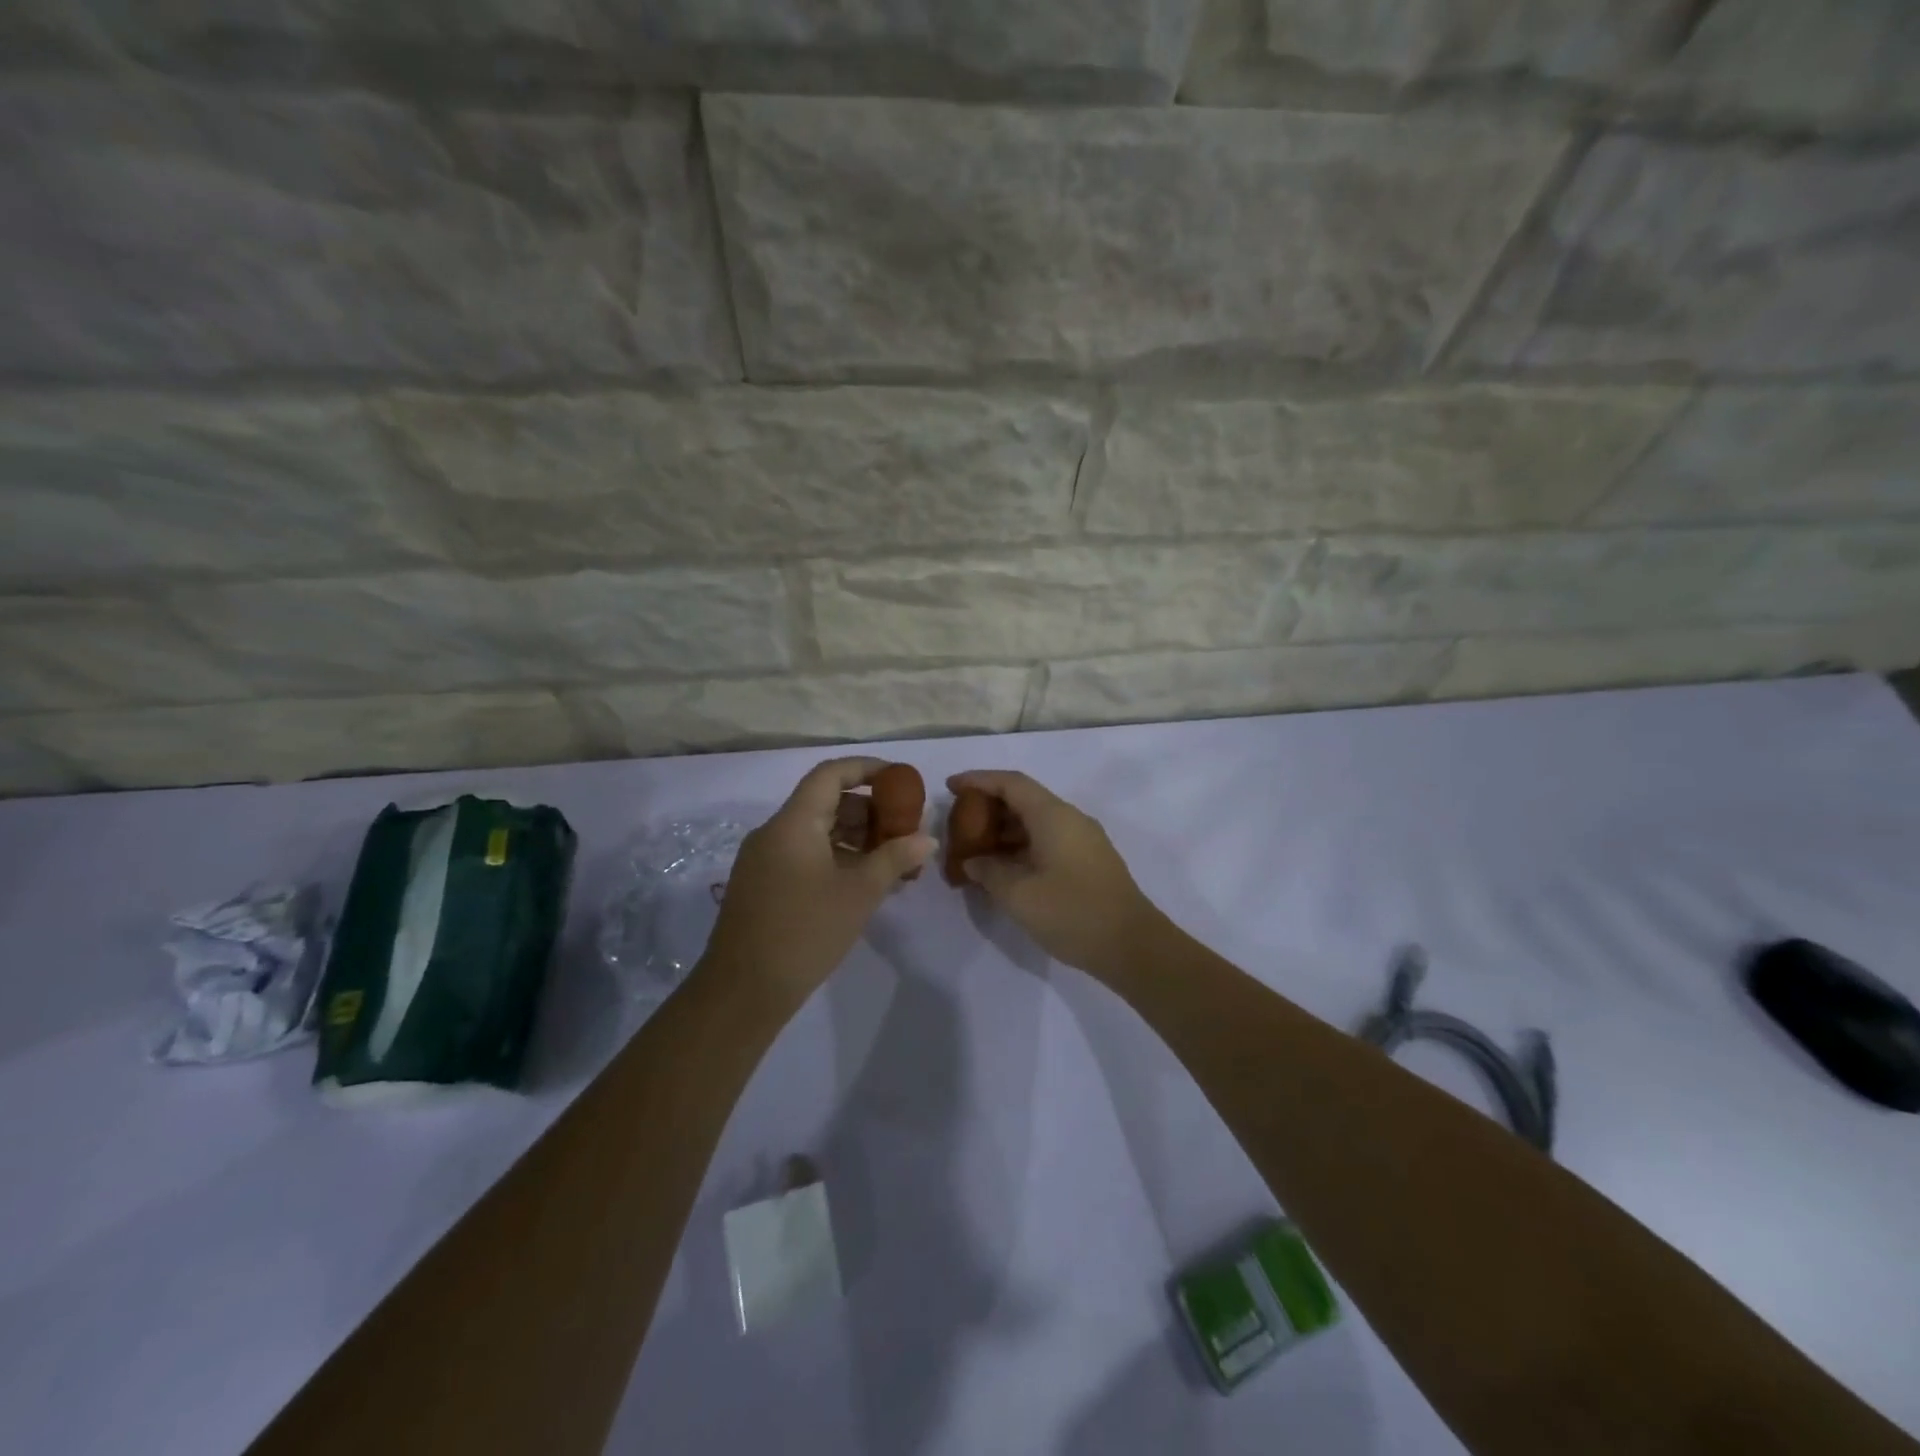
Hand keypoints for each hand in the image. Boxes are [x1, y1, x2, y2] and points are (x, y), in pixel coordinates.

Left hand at [703, 757, 934, 1006]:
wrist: (743, 992)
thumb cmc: (805, 932)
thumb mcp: (859, 893)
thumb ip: (895, 858)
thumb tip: (927, 838)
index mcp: (793, 823)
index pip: (831, 774)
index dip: (867, 769)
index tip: (900, 779)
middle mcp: (774, 832)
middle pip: (825, 802)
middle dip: (869, 810)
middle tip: (904, 829)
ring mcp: (764, 859)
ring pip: (816, 831)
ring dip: (855, 838)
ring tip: (892, 860)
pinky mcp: (763, 884)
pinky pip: (804, 855)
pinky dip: (836, 858)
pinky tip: (863, 882)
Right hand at [946, 770, 1164, 979]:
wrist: (1132, 946)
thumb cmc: (1072, 912)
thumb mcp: (1018, 894)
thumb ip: (989, 871)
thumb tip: (974, 861)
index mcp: (1053, 815)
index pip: (1010, 783)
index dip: (978, 780)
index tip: (950, 786)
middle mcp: (1070, 819)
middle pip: (1024, 800)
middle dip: (989, 808)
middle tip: (959, 824)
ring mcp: (1084, 840)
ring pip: (1036, 823)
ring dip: (1005, 831)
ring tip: (975, 850)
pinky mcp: (1089, 862)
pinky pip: (1048, 841)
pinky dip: (1022, 847)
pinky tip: (1004, 870)